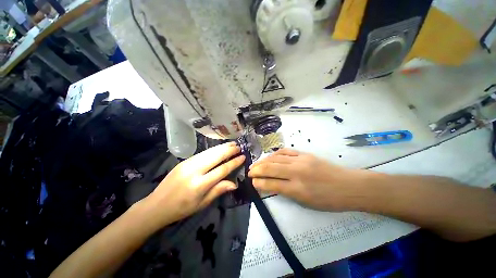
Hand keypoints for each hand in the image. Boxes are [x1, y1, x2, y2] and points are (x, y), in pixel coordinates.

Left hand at [143, 142, 244, 226]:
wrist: (157, 205)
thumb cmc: (182, 208)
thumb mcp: (202, 204)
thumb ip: (218, 190)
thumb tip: (234, 183)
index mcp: (200, 184)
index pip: (222, 169)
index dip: (234, 162)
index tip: (243, 157)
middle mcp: (194, 170)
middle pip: (216, 156)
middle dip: (229, 150)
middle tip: (239, 146)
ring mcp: (188, 163)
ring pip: (209, 152)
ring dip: (222, 147)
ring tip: (232, 144)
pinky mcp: (184, 161)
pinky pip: (203, 153)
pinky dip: (213, 149)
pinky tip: (219, 148)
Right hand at [248, 149, 361, 210]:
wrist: (348, 185)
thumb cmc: (328, 199)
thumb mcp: (306, 202)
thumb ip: (286, 192)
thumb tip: (270, 184)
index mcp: (298, 189)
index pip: (271, 184)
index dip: (259, 183)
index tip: (252, 182)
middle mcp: (297, 172)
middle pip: (270, 168)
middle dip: (256, 170)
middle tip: (249, 171)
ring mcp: (300, 160)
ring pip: (276, 158)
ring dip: (263, 161)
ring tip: (256, 164)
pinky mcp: (304, 154)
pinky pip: (285, 151)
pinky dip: (275, 154)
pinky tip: (270, 156)